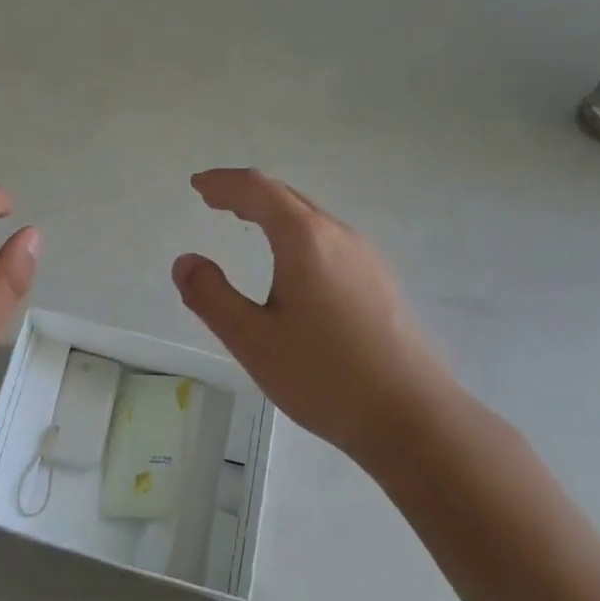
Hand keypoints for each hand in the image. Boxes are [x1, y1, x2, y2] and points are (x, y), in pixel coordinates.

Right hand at [172, 169, 458, 468]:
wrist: (414, 419)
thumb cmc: (325, 376)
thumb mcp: (253, 340)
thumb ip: (211, 297)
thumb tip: (185, 261)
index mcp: (305, 239)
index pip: (258, 189)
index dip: (224, 182)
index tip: (197, 185)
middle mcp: (338, 236)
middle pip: (285, 196)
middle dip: (245, 193)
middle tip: (213, 199)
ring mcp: (365, 257)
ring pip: (310, 217)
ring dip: (272, 211)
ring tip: (245, 222)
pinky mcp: (380, 281)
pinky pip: (328, 239)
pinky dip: (295, 232)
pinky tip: (291, 262)